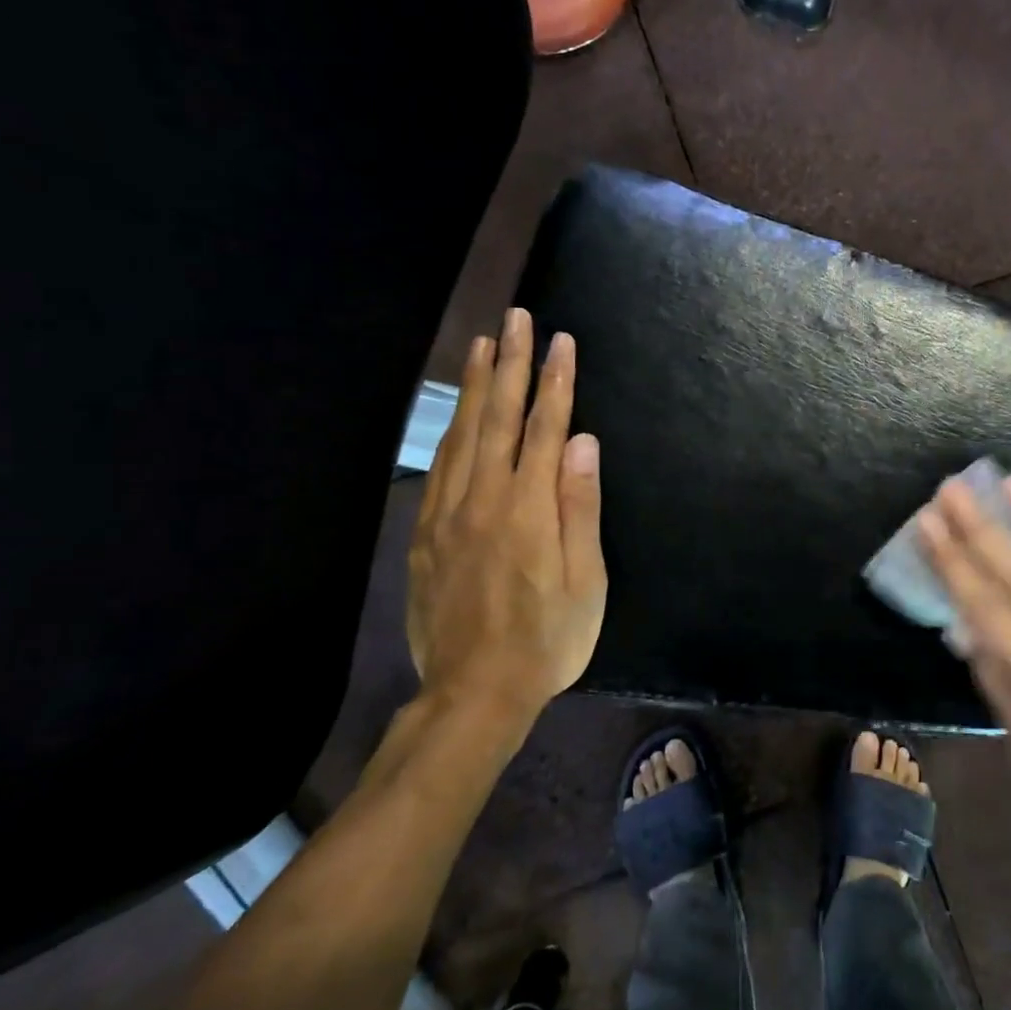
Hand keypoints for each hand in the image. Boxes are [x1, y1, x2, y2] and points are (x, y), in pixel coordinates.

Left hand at [407, 307, 606, 727]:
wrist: (475, 692)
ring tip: (483, 345)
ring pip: (462, 435)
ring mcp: (448, 516)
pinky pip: (438, 468)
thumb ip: (579, 506)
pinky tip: (458, 415)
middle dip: (511, 364)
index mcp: (528, 509)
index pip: (543, 428)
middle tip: (516, 317)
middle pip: (498, 418)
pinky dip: (450, 431)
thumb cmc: (548, 639)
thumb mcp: (585, 581)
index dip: (554, 381)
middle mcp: (484, 500)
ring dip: (475, 386)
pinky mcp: (425, 535)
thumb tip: (581, 441)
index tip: (560, 340)